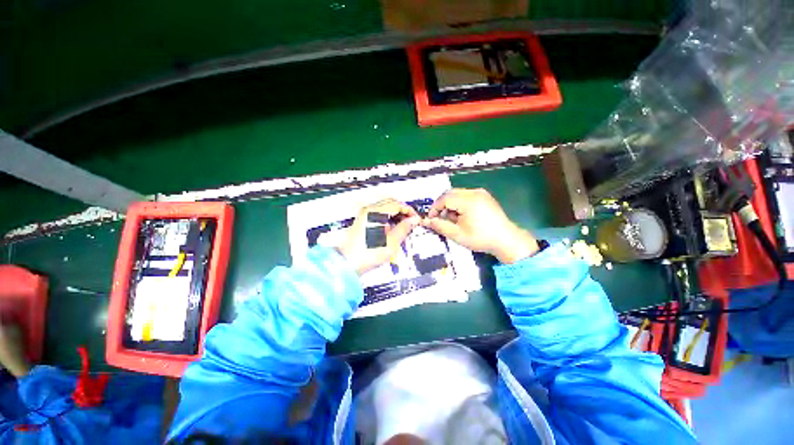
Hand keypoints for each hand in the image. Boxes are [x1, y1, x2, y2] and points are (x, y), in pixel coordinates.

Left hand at [338, 199, 420, 274]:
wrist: (347, 263)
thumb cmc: (367, 254)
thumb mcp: (392, 242)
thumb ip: (404, 228)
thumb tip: (413, 220)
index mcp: (375, 212)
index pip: (397, 204)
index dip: (409, 211)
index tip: (416, 219)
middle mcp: (368, 210)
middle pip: (391, 203)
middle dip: (403, 211)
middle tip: (411, 222)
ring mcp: (364, 215)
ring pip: (385, 208)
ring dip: (395, 215)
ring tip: (403, 227)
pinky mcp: (362, 221)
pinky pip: (379, 214)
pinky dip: (388, 218)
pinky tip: (391, 229)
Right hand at [421, 188, 538, 263]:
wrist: (506, 240)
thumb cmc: (481, 238)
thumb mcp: (457, 235)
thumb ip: (440, 226)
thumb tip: (427, 221)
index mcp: (468, 201)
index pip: (444, 198)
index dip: (435, 208)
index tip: (431, 218)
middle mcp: (475, 193)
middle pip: (450, 193)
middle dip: (442, 205)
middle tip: (440, 219)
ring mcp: (481, 193)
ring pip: (457, 194)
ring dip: (450, 204)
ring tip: (453, 219)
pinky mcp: (484, 196)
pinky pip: (466, 195)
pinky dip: (459, 203)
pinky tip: (462, 216)